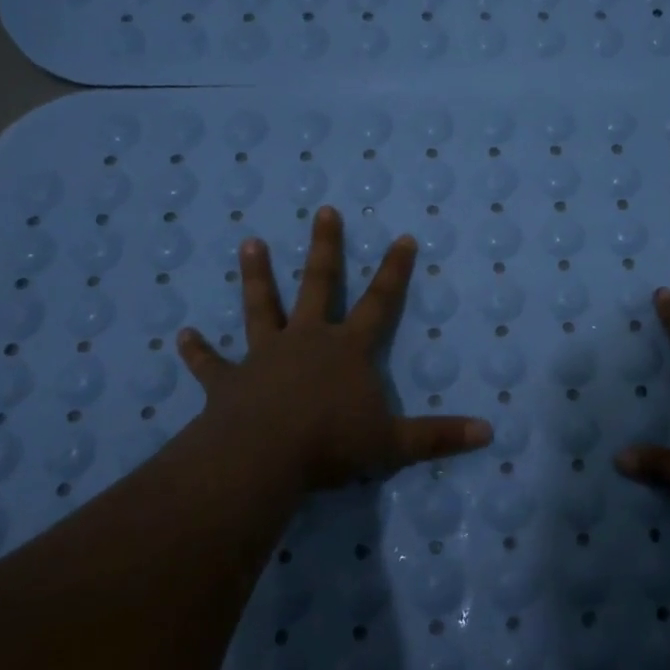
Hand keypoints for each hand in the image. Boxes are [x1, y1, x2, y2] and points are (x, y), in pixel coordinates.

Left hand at [175, 206, 491, 492]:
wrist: (261, 457)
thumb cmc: (331, 443)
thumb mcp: (394, 442)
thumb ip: (439, 436)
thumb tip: (488, 432)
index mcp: (348, 349)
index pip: (380, 302)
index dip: (394, 270)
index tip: (403, 236)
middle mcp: (307, 340)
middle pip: (319, 284)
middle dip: (325, 248)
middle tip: (323, 211)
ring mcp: (265, 356)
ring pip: (262, 307)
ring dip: (256, 277)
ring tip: (249, 244)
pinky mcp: (230, 382)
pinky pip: (212, 364)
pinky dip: (198, 352)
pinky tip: (181, 337)